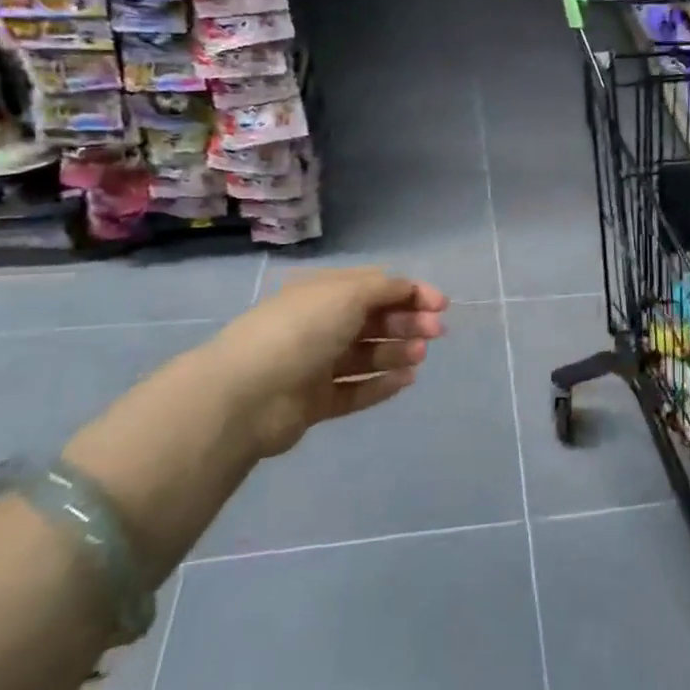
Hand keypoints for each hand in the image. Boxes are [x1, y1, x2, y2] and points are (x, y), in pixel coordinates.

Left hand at [200, 268, 448, 456]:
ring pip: (367, 355)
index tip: (441, 305)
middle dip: (408, 322)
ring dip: (398, 351)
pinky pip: (356, 389)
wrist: (248, 394)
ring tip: (420, 356)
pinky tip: (407, 380)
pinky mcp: (315, 402)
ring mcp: (316, 365)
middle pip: (373, 320)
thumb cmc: (302, 330)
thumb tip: (410, 289)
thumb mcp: (348, 293)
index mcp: (323, 293)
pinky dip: (382, 383)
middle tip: (435, 332)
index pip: (374, 287)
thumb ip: (386, 289)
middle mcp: (320, 325)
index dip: (410, 293)